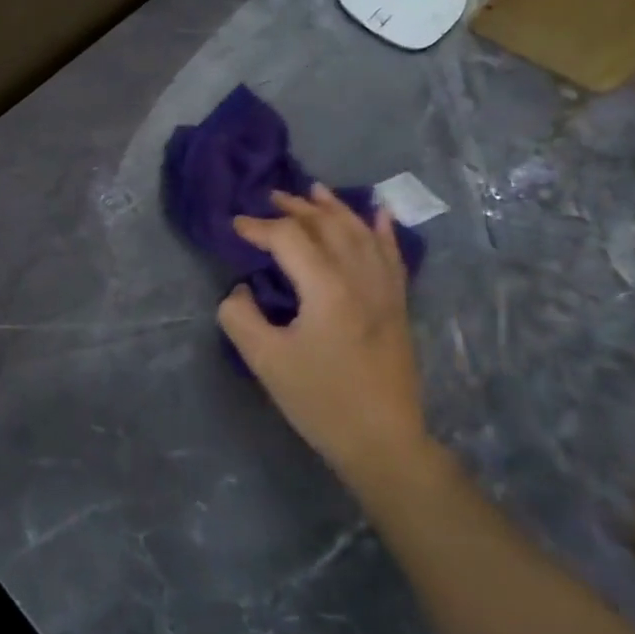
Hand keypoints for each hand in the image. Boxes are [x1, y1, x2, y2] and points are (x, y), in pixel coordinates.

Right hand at [218, 184, 431, 489]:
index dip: (259, 227)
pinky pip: (393, 255)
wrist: (382, 442)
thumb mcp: (265, 360)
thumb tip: (240, 290)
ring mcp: (385, 291)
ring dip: (335, 209)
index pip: (289, 238)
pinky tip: (379, 213)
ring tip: (314, 191)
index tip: (235, 227)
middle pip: (327, 226)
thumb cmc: (320, 400)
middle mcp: (360, 278)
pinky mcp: (399, 306)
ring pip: (361, 233)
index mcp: (327, 288)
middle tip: (269, 198)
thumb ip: (240, 316)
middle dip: (295, 209)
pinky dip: (383, 230)